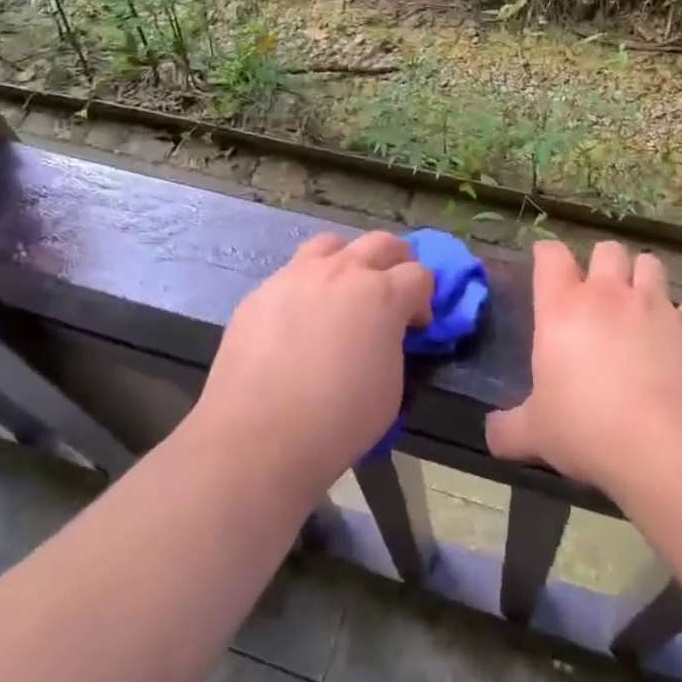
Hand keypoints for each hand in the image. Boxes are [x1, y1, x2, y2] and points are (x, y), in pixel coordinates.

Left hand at [192, 232, 432, 497]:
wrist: (257, 438)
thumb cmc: (337, 420)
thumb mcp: (391, 387)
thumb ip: (393, 344)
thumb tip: (386, 333)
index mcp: (381, 295)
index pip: (419, 275)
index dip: (423, 299)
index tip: (415, 326)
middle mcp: (341, 271)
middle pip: (381, 243)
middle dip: (396, 262)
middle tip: (392, 291)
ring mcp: (296, 275)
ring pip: (332, 245)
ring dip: (347, 261)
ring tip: (342, 291)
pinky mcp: (261, 291)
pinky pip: (292, 274)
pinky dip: (306, 287)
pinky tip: (298, 320)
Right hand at [487, 240, 681, 496]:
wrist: (666, 444)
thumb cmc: (589, 429)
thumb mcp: (536, 433)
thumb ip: (508, 429)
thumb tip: (490, 436)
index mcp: (562, 308)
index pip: (550, 257)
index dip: (547, 255)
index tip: (545, 263)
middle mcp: (608, 294)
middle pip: (606, 250)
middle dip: (602, 262)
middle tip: (599, 286)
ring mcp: (655, 306)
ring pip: (650, 264)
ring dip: (644, 272)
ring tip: (642, 289)